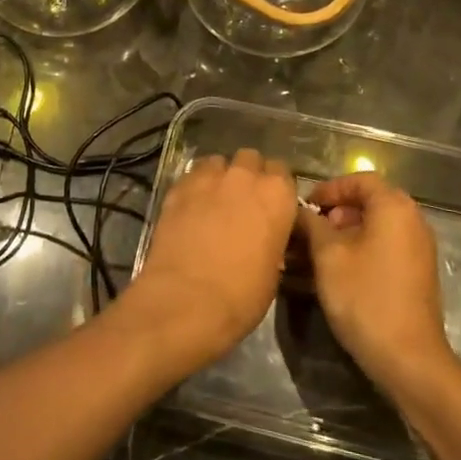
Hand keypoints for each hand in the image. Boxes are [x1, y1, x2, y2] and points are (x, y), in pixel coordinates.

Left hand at [118, 149, 297, 375]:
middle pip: (250, 159)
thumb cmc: (242, 295)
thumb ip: (272, 239)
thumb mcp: (273, 270)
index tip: (270, 205)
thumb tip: (264, 238)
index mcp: (278, 194)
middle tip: (242, 200)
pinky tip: (191, 207)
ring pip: (218, 162)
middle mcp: (245, 176)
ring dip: (220, 176)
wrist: (187, 300)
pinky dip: (194, 186)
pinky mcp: (178, 187)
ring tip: (213, 200)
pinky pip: (191, 175)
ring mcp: (209, 178)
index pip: (282, 172)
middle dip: (248, 174)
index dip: (275, 188)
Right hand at [299, 172, 458, 396]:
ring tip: (319, 252)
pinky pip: (387, 245)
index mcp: (394, 207)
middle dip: (337, 211)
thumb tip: (301, 211)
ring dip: (347, 231)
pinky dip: (363, 247)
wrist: (408, 357)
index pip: (359, 179)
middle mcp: (413, 220)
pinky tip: (341, 269)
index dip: (329, 188)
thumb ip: (312, 224)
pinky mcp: (418, 271)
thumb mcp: (328, 256)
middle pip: (370, 200)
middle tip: (311, 229)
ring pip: (378, 225)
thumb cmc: (364, 297)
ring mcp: (419, 247)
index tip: (306, 205)